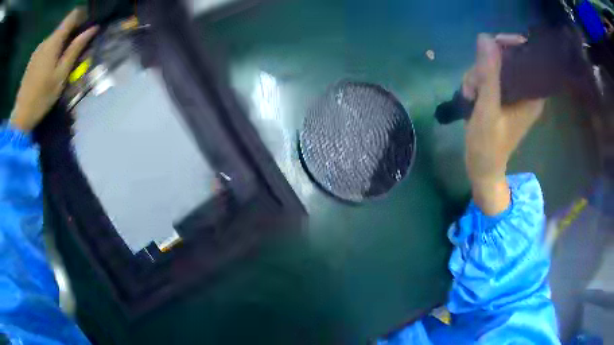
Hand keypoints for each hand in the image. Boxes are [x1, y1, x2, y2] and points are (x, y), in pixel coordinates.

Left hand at [10, 9, 97, 131]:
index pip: (72, 16)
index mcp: (54, 41)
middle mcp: (45, 40)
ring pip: (54, 39)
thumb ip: (75, 49)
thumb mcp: (61, 75)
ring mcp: (37, 50)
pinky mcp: (32, 60)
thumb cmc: (41, 98)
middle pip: (63, 28)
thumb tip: (92, 29)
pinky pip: (45, 48)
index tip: (87, 28)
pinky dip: (51, 52)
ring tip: (61, 64)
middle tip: (75, 52)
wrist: (20, 117)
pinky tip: (49, 69)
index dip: (82, 17)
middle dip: (71, 34)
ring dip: (60, 45)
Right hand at [462, 34, 544, 214]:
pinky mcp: (503, 98)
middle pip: (506, 60)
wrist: (483, 169)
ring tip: (469, 96)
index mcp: (531, 95)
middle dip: (485, 67)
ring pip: (494, 67)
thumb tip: (485, 38)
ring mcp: (513, 94)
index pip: (525, 56)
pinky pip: (489, 77)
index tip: (489, 46)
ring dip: (477, 76)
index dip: (508, 45)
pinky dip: (476, 83)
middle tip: (473, 86)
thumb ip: (489, 75)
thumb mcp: (488, 110)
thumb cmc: (489, 146)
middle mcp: (525, 91)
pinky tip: (469, 97)